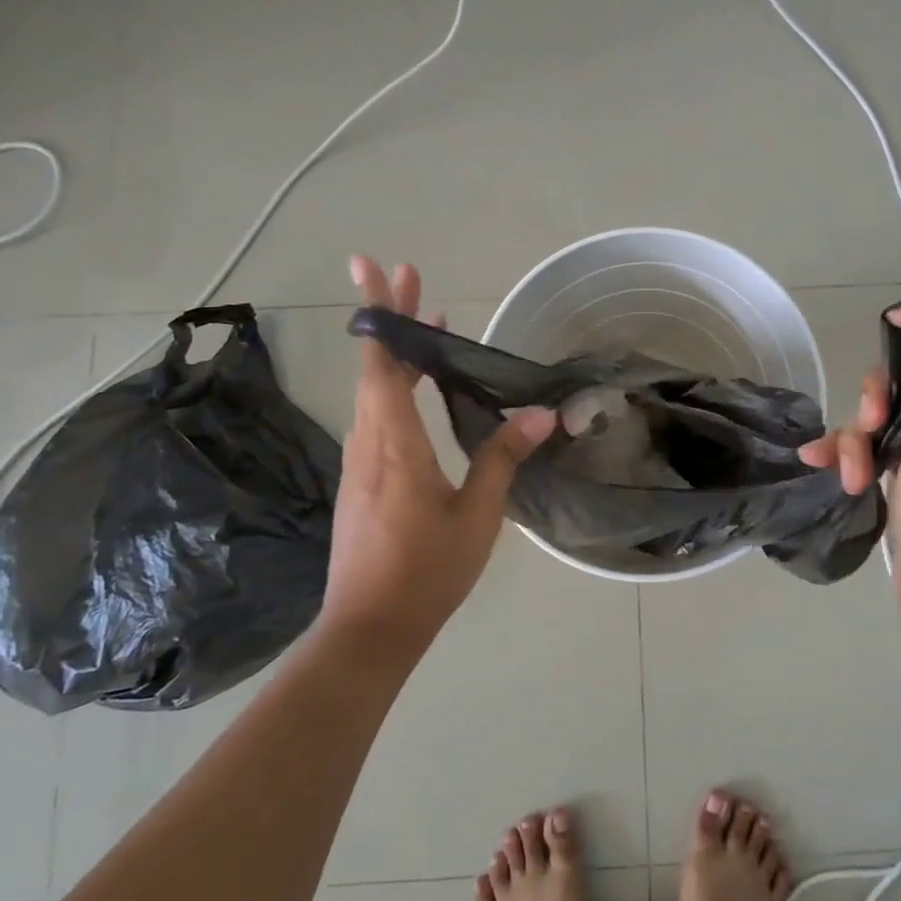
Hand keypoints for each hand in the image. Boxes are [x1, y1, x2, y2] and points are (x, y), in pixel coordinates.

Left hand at [317, 256, 554, 661]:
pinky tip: (418, 387)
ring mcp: (361, 462)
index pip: (382, 365)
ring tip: (427, 322)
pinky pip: (378, 415)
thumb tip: (540, 414)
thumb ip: (502, 458)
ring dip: (396, 351)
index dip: (381, 315)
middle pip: (374, 366)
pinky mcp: (363, 480)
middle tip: (407, 274)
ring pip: (374, 390)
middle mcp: (369, 443)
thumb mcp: (476, 516)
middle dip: (389, 317)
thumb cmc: (426, 572)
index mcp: (394, 445)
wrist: (369, 630)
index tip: (376, 269)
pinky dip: (396, 384)